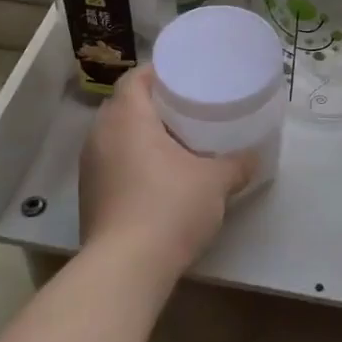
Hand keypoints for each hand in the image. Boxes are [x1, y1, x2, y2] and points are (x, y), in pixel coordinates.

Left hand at [79, 68, 254, 276]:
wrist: (126, 268)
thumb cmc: (170, 207)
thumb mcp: (215, 182)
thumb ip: (236, 164)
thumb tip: (253, 157)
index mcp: (127, 117)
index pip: (136, 77)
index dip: (159, 73)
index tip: (185, 78)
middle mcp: (100, 135)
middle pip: (124, 105)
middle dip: (153, 104)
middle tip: (186, 108)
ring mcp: (90, 167)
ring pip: (116, 136)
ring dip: (141, 134)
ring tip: (174, 141)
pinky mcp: (88, 196)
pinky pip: (111, 162)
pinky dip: (132, 160)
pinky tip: (157, 175)